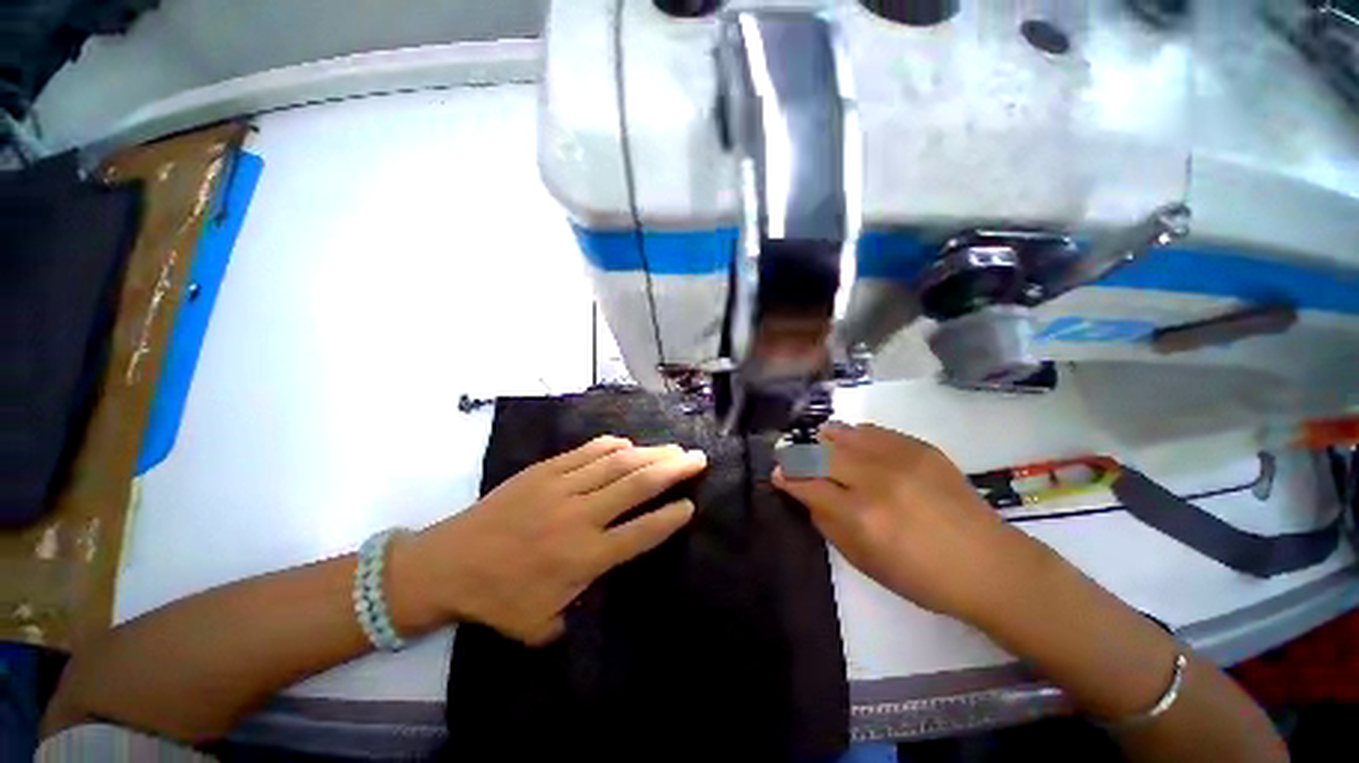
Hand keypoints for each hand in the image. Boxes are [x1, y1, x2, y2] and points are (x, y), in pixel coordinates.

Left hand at [392, 436, 707, 644]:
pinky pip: (588, 451)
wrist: (447, 563)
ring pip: (618, 463)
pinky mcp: (545, 470)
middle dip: (673, 470)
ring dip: (650, 453)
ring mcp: (563, 487)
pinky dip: (613, 445)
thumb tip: (600, 590)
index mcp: (585, 557)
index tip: (690, 505)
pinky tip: (629, 444)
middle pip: (638, 485)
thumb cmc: (497, 598)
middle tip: (696, 459)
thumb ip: (577, 612)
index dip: (671, 517)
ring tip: (673, 448)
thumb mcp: (542, 624)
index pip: (642, 533)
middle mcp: (581, 517)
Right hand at [773, 422, 1051, 622]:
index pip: (808, 485)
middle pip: (822, 455)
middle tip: (791, 456)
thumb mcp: (865, 563)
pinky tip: (850, 438)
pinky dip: (855, 433)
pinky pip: (875, 431)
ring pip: (846, 435)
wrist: (989, 565)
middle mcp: (876, 481)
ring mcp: (900, 460)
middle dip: (800, 455)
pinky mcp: (921, 449)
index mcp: (861, 516)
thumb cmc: (923, 577)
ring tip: (817, 441)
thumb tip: (808, 496)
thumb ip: (829, 525)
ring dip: (825, 439)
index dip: (788, 478)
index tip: (777, 473)